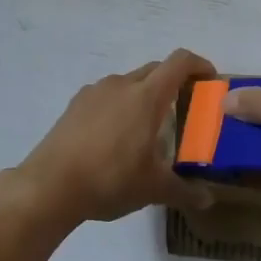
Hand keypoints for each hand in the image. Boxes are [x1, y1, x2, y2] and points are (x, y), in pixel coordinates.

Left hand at [9, 48, 216, 226]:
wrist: (50, 186)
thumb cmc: (110, 180)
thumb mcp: (154, 189)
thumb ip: (185, 190)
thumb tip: (208, 198)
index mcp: (146, 96)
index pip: (179, 63)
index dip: (199, 65)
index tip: (210, 80)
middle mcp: (120, 85)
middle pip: (154, 70)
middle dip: (173, 83)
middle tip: (184, 110)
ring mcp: (93, 93)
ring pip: (128, 83)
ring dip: (144, 96)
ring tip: (148, 128)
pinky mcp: (74, 106)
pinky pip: (106, 97)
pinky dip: (119, 107)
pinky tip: (116, 138)